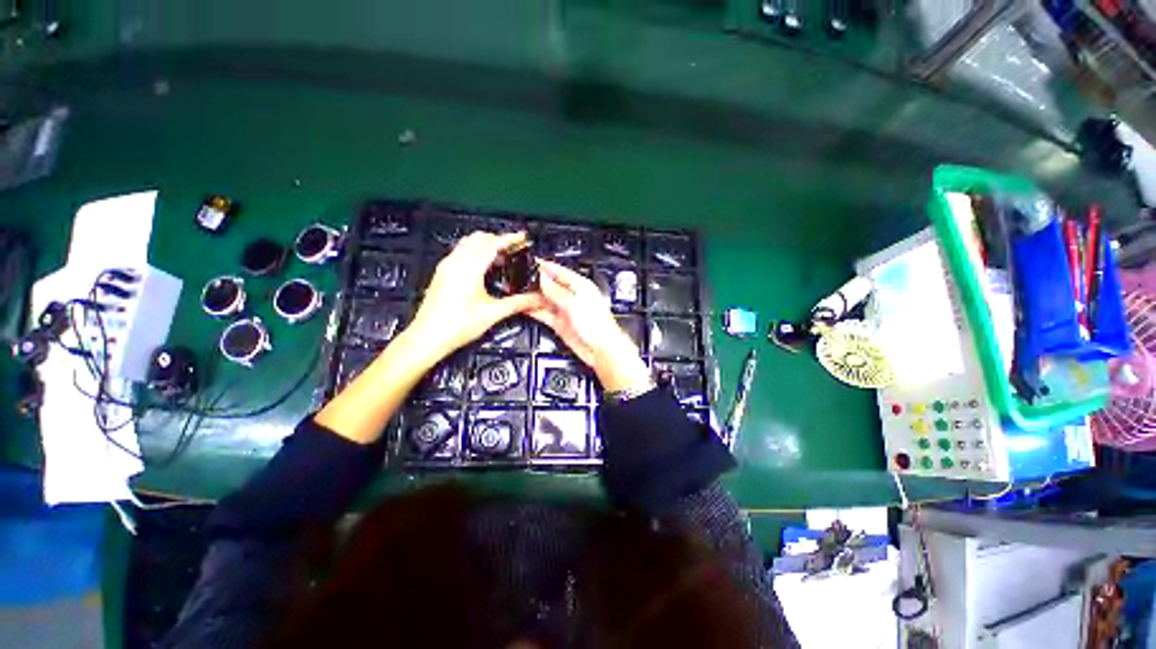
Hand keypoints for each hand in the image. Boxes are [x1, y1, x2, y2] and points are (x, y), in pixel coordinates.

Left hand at [408, 231, 542, 360]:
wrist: (427, 337)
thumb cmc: (457, 325)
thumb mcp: (493, 313)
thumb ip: (518, 303)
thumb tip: (537, 299)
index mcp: (469, 267)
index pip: (493, 243)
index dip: (510, 239)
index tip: (523, 238)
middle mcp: (456, 262)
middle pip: (479, 238)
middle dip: (498, 239)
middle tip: (514, 249)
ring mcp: (446, 266)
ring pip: (468, 244)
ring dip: (485, 245)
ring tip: (502, 258)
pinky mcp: (441, 273)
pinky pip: (460, 253)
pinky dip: (475, 252)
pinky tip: (484, 268)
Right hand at [529, 260, 651, 392]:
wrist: (600, 349)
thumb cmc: (598, 325)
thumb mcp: (574, 303)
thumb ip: (556, 291)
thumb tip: (543, 278)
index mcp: (580, 285)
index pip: (558, 271)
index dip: (544, 267)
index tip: (530, 262)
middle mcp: (572, 296)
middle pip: (550, 285)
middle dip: (536, 282)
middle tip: (519, 279)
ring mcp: (565, 310)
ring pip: (545, 299)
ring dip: (532, 296)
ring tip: (517, 292)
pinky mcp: (560, 323)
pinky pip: (544, 313)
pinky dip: (534, 310)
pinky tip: (524, 307)